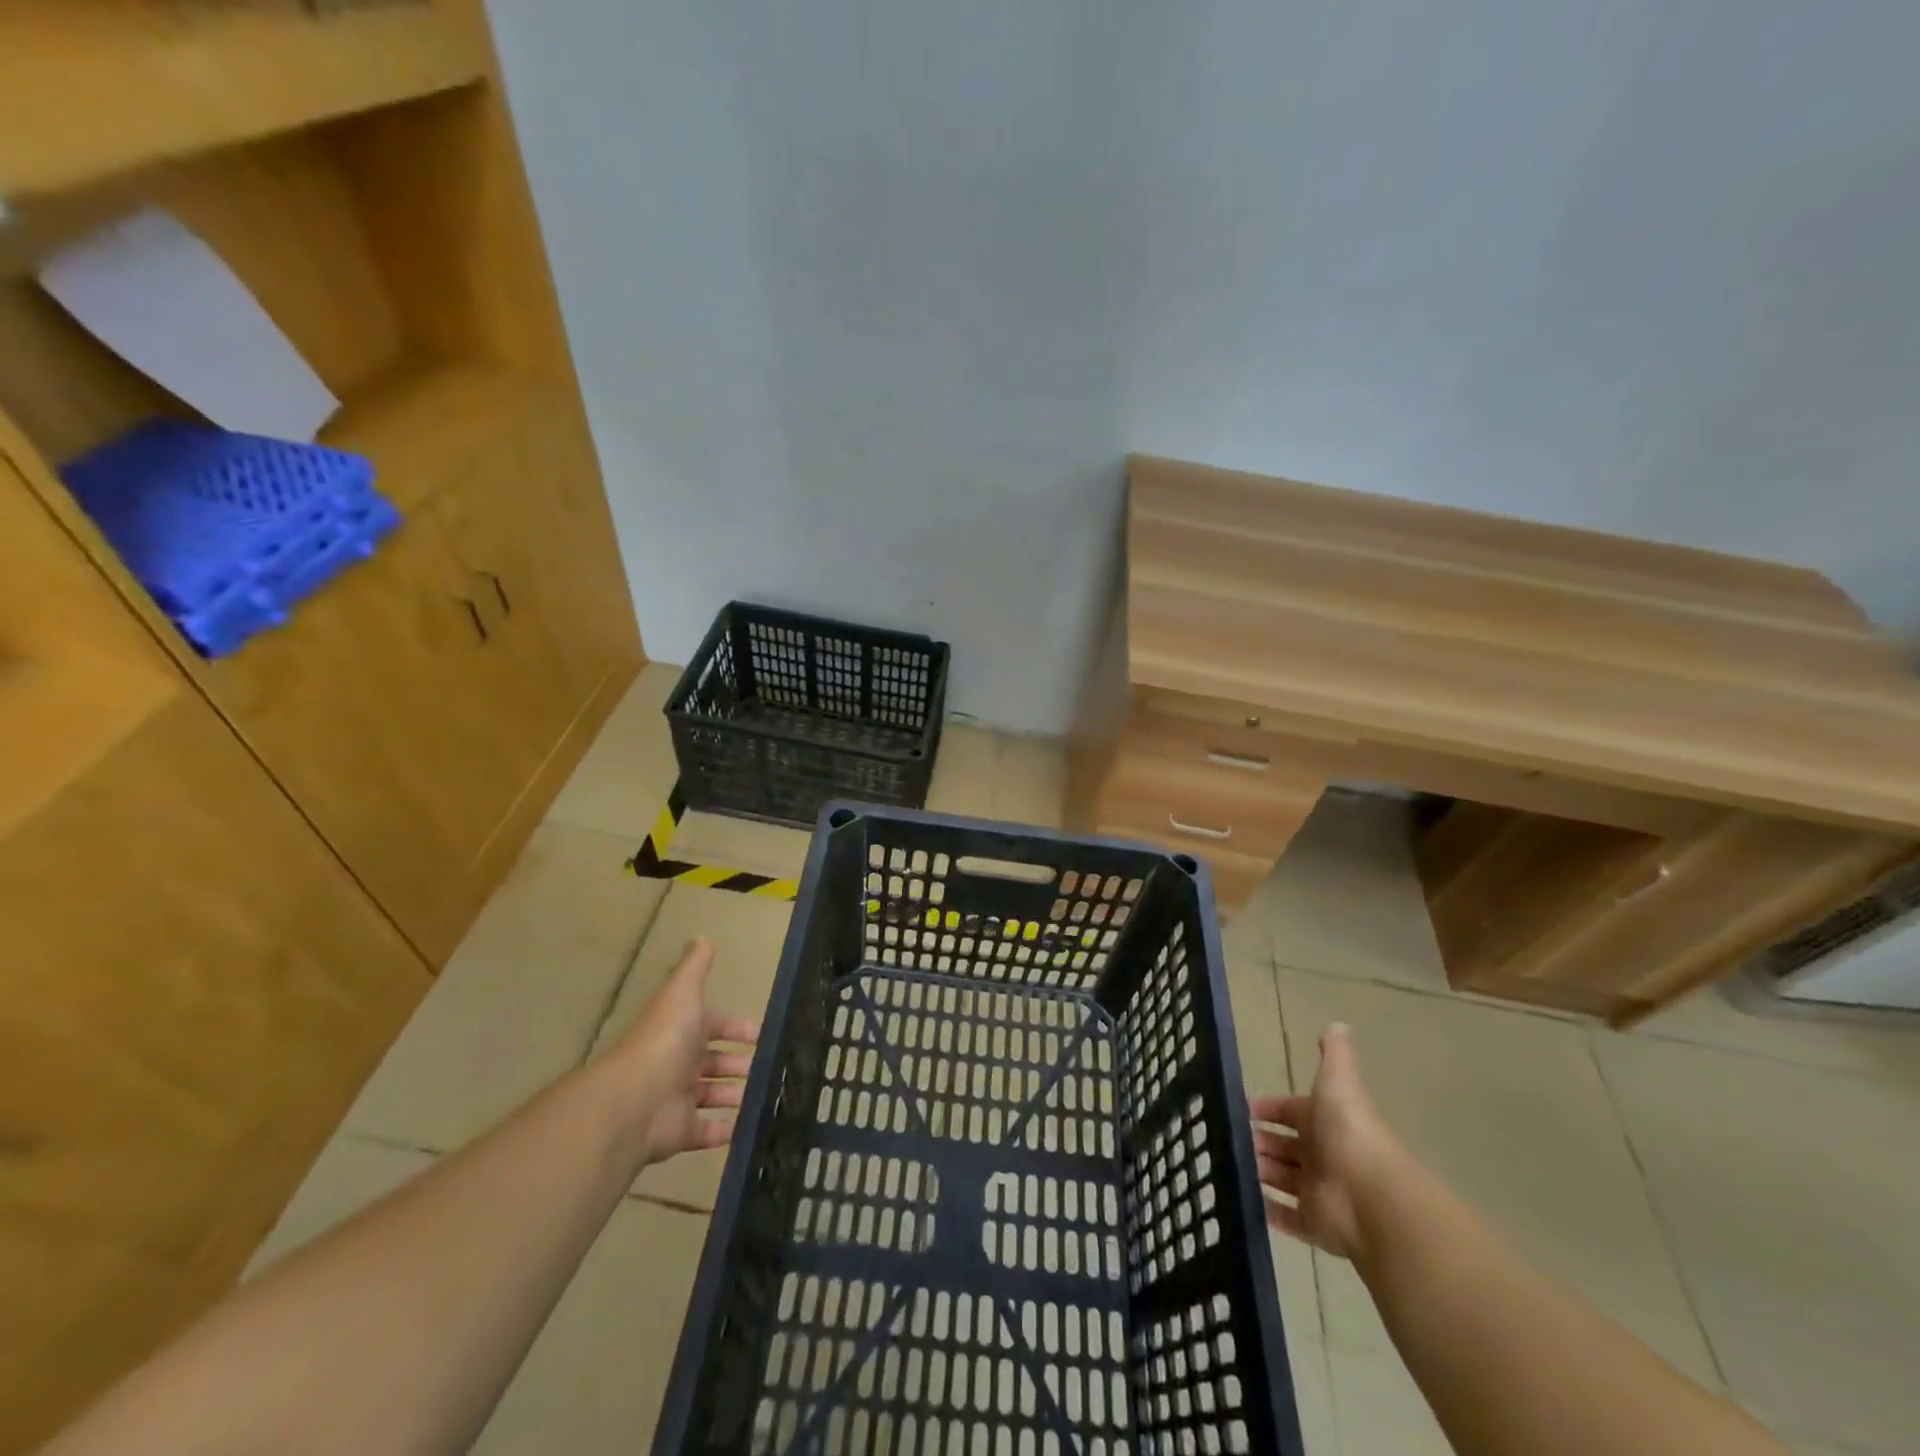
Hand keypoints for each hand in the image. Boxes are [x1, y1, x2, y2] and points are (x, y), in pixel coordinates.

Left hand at [609, 937, 760, 1164]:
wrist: (634, 1100)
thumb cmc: (665, 1040)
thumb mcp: (683, 992)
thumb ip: (695, 967)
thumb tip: (701, 936)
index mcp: (682, 1030)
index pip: (713, 1025)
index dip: (735, 1027)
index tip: (760, 1033)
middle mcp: (678, 1063)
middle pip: (712, 1061)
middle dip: (736, 1062)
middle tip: (766, 1067)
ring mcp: (677, 1099)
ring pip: (710, 1095)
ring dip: (732, 1094)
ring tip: (762, 1096)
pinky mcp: (680, 1132)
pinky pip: (705, 1132)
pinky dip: (724, 1131)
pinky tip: (746, 1127)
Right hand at [1250, 1022, 1401, 1260]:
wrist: (1370, 1197)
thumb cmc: (1348, 1132)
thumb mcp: (1338, 1082)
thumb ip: (1336, 1055)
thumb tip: (1338, 1023)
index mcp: (1324, 1122)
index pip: (1291, 1111)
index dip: (1269, 1108)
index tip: (1243, 1108)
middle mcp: (1321, 1155)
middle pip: (1284, 1146)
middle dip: (1259, 1141)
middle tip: (1227, 1137)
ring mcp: (1318, 1192)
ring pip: (1281, 1178)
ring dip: (1258, 1171)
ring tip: (1226, 1163)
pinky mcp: (1313, 1225)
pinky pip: (1285, 1216)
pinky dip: (1265, 1209)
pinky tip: (1240, 1199)